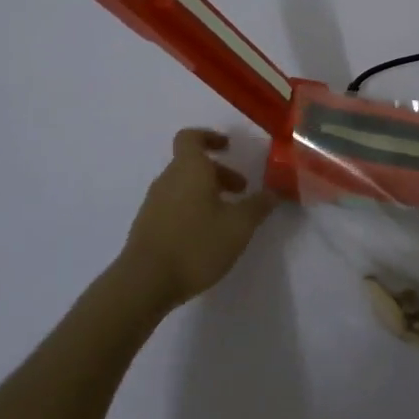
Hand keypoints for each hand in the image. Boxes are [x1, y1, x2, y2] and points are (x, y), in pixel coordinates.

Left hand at [119, 129, 278, 312]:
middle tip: (241, 191)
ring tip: (227, 217)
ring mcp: (154, 202)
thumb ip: (258, 206)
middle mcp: (168, 179)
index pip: (191, 137)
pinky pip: (174, 205)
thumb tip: (273, 192)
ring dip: (206, 193)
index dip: (210, 137)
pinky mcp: (148, 225)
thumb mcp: (238, 226)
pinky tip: (206, 236)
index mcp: (188, 168)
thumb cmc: (196, 244)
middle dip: (218, 173)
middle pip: (192, 164)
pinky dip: (192, 210)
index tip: (228, 147)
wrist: (145, 282)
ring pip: (183, 186)